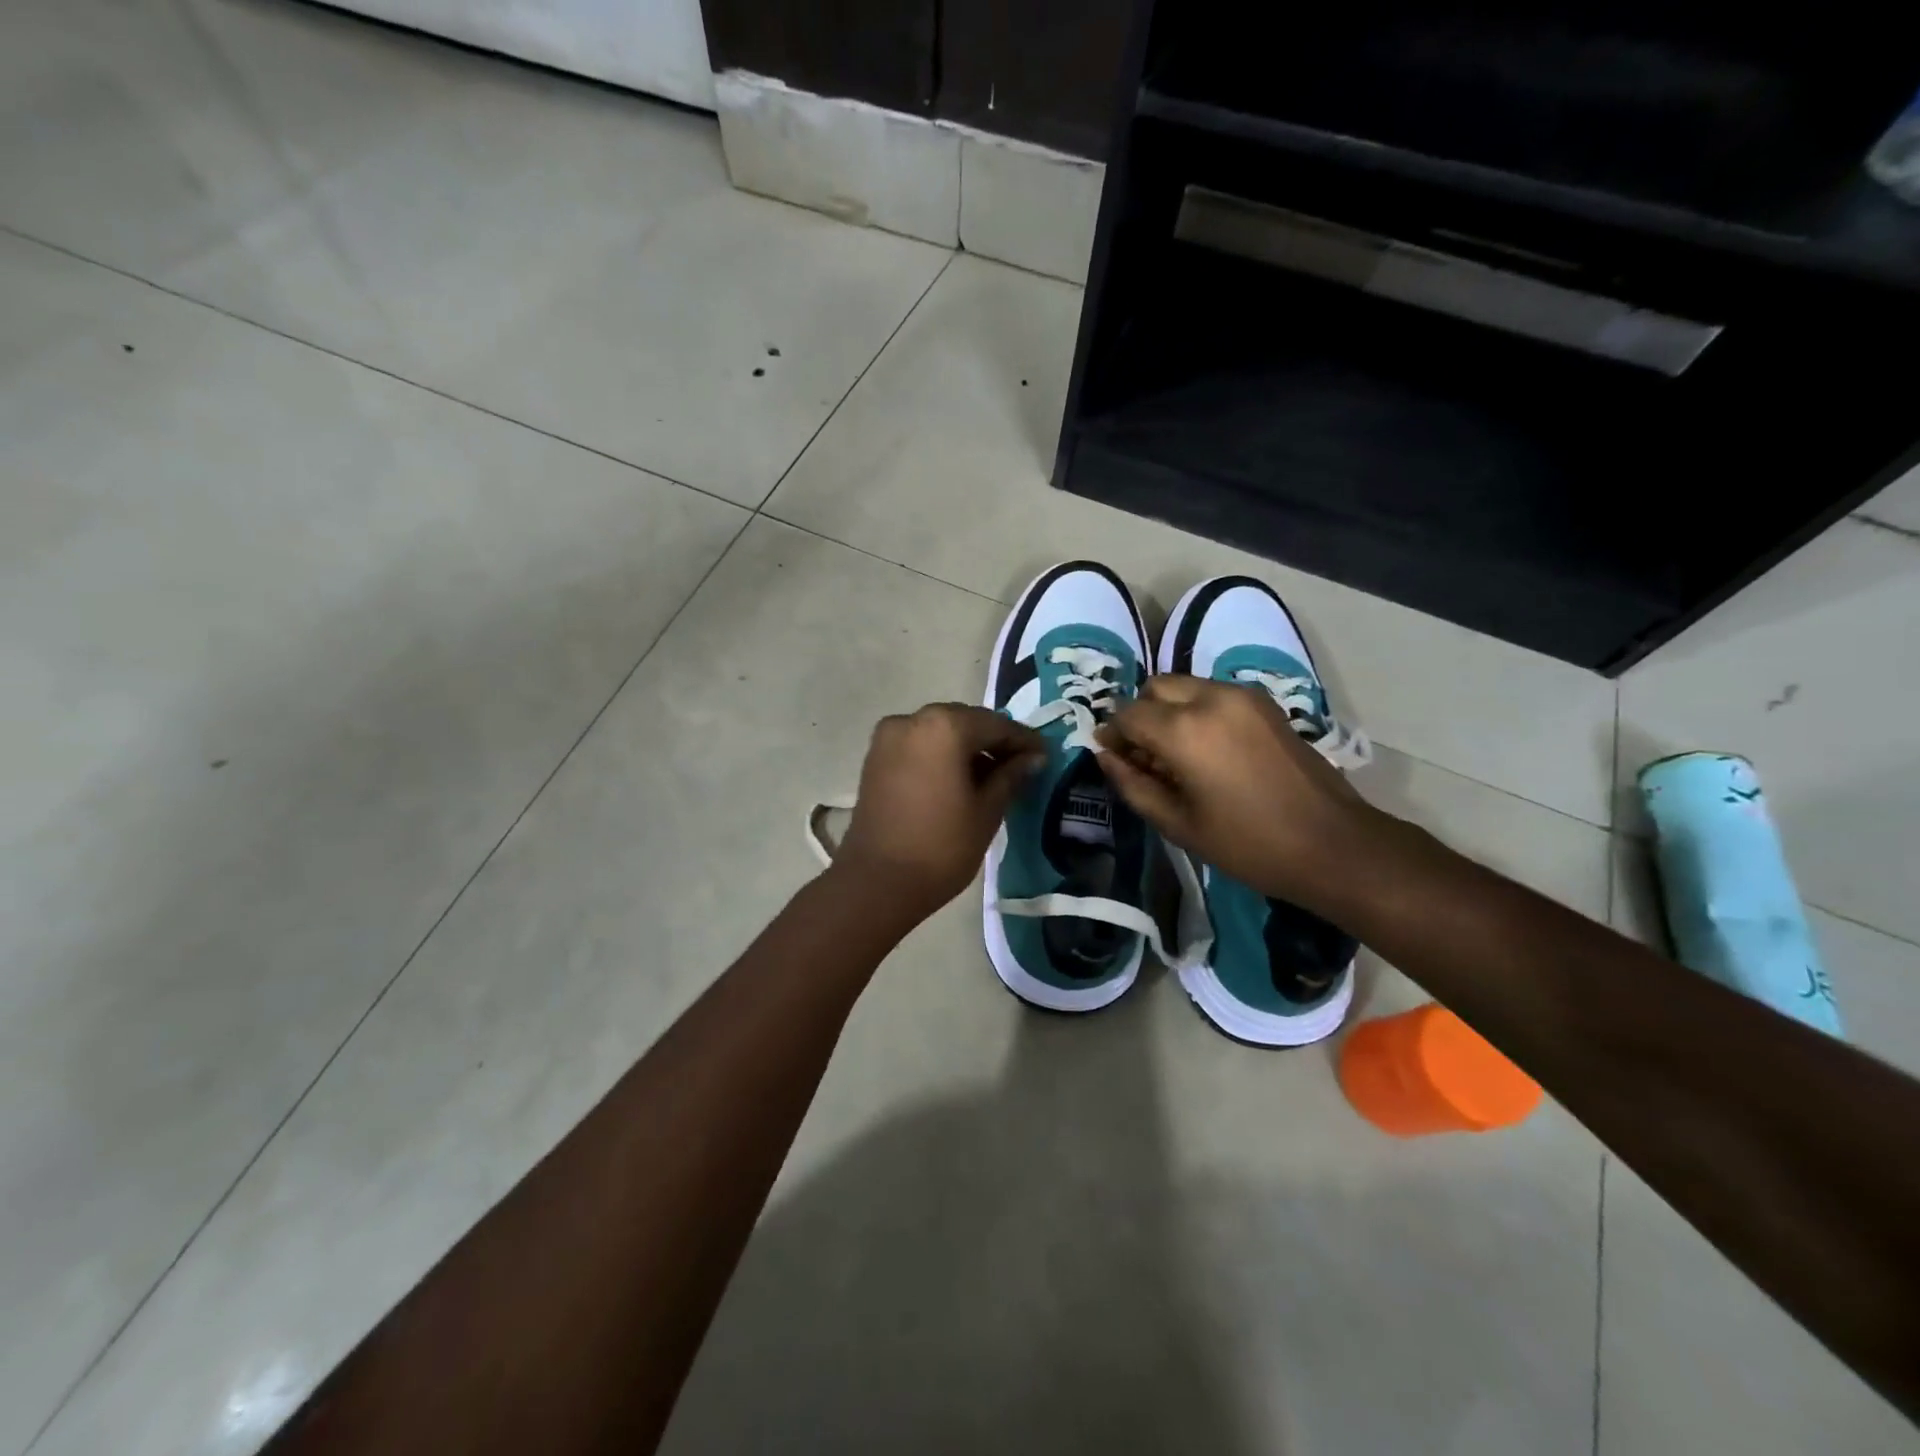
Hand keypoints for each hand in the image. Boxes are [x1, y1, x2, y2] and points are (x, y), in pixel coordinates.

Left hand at [833, 703, 1044, 922]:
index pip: (995, 725)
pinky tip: (960, 779)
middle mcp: (912, 719)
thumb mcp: (987, 810)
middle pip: (965, 722)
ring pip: (940, 732)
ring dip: (967, 748)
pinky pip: (919, 745)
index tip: (1045, 756)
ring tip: (993, 777)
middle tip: (1022, 765)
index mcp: (944, 726)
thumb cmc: (941, 846)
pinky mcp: (876, 757)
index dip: (1023, 741)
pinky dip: (941, 754)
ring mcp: (889, 737)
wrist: (877, 882)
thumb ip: (1011, 776)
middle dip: (993, 741)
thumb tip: (1033, 758)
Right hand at [1096, 675, 1377, 909]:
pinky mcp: (1264, 703)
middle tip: (1143, 754)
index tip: (1111, 756)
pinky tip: (1206, 748)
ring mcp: (1242, 696)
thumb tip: (1105, 756)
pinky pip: (1213, 692)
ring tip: (1175, 753)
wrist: (1332, 844)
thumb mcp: (1178, 824)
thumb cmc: (1248, 844)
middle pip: (1155, 688)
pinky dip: (1196, 709)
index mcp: (1184, 731)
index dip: (1112, 735)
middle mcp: (1210, 699)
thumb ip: (1133, 784)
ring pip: (1184, 685)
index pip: (1128, 715)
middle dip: (1140, 715)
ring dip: (1168, 709)